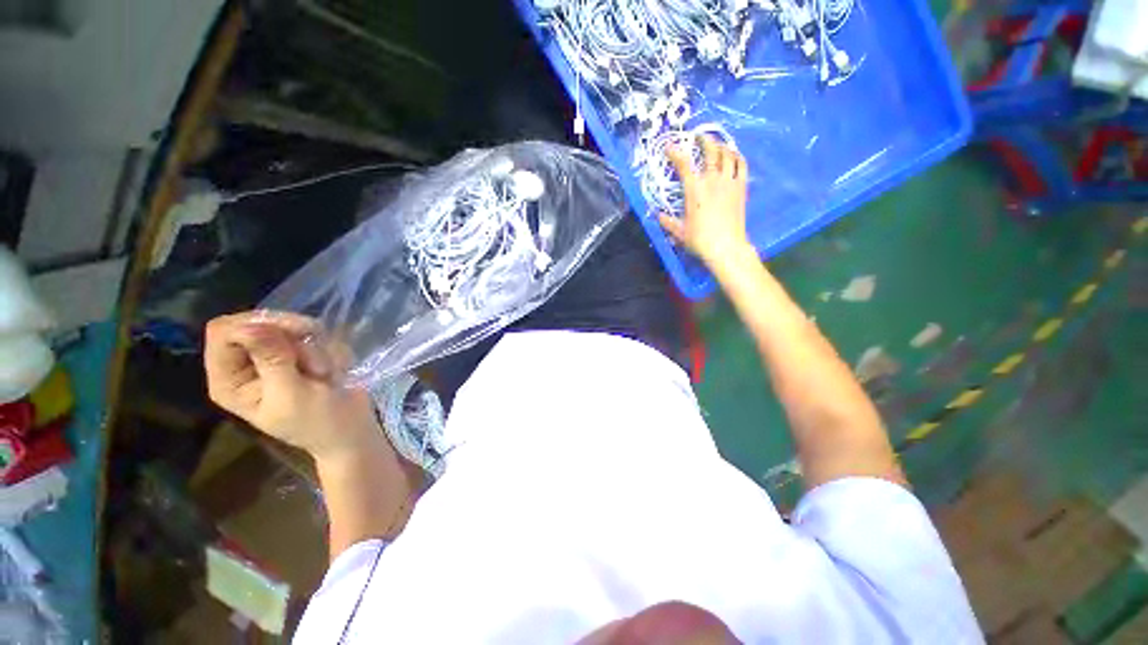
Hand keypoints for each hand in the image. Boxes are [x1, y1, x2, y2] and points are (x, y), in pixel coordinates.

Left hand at [204, 311, 384, 461]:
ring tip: (324, 372)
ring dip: (314, 346)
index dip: (254, 325)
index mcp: (229, 379)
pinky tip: (332, 369)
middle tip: (315, 350)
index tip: (291, 332)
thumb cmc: (318, 420)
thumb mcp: (292, 394)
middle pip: (256, 322)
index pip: (222, 332)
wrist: (351, 429)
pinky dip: (327, 348)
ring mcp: (274, 358)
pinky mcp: (300, 355)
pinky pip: (312, 336)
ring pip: (288, 327)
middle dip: (290, 334)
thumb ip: (271, 360)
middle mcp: (245, 364)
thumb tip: (252, 326)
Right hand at [659, 135, 752, 268]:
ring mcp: (729, 181)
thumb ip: (667, 221)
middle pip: (710, 151)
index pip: (683, 164)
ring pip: (727, 154)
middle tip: (698, 136)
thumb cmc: (700, 239)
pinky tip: (733, 155)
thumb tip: (658, 215)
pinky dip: (737, 156)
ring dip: (721, 145)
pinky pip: (741, 164)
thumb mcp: (679, 232)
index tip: (670, 146)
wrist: (726, 246)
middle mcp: (712, 179)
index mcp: (694, 189)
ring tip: (716, 144)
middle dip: (703, 140)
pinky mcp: (741, 187)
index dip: (675, 153)